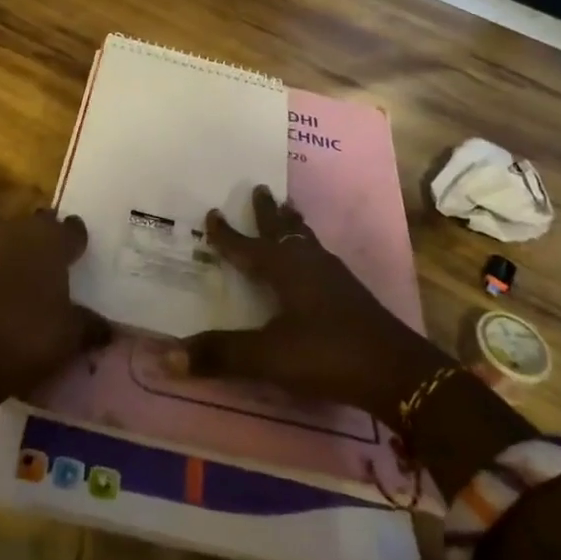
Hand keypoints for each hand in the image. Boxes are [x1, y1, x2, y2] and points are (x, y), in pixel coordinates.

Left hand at [0, 209, 110, 408]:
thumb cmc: (27, 335)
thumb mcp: (71, 336)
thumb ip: (91, 326)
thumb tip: (108, 329)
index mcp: (50, 238)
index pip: (73, 228)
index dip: (79, 242)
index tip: (84, 257)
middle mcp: (17, 231)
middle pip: (39, 227)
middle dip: (48, 243)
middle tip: (60, 268)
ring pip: (11, 242)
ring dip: (21, 256)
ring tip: (33, 283)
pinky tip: (6, 299)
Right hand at [168, 186, 446, 418]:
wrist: (396, 371)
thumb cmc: (326, 354)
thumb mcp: (267, 357)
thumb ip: (219, 355)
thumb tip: (163, 357)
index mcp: (285, 269)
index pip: (247, 245)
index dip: (227, 233)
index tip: (212, 211)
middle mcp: (309, 263)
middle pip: (284, 229)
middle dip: (267, 211)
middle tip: (259, 188)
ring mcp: (334, 276)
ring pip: (307, 239)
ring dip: (292, 224)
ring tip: (288, 210)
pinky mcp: (351, 293)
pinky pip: (320, 256)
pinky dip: (308, 245)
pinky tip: (314, 261)